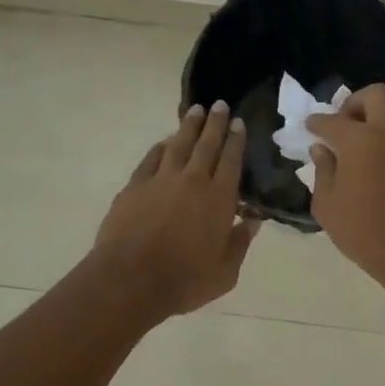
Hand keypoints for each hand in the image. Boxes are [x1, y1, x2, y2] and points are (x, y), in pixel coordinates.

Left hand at [95, 102, 258, 316]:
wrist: (130, 280)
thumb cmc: (185, 280)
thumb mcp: (225, 272)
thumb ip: (240, 243)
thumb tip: (253, 220)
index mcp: (219, 198)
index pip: (231, 160)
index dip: (236, 140)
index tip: (239, 123)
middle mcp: (193, 181)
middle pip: (206, 144)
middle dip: (215, 123)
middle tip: (220, 105)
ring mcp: (161, 180)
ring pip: (178, 145)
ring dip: (188, 126)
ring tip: (195, 110)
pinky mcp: (135, 187)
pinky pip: (151, 159)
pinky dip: (161, 147)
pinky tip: (165, 142)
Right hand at [306, 84, 384, 282]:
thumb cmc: (361, 230)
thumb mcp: (327, 204)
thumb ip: (322, 171)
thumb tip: (322, 149)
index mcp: (359, 141)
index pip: (332, 120)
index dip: (316, 122)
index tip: (308, 128)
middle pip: (376, 96)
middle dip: (354, 102)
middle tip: (338, 126)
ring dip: (366, 125)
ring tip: (344, 152)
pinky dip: (375, 144)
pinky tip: (359, 169)